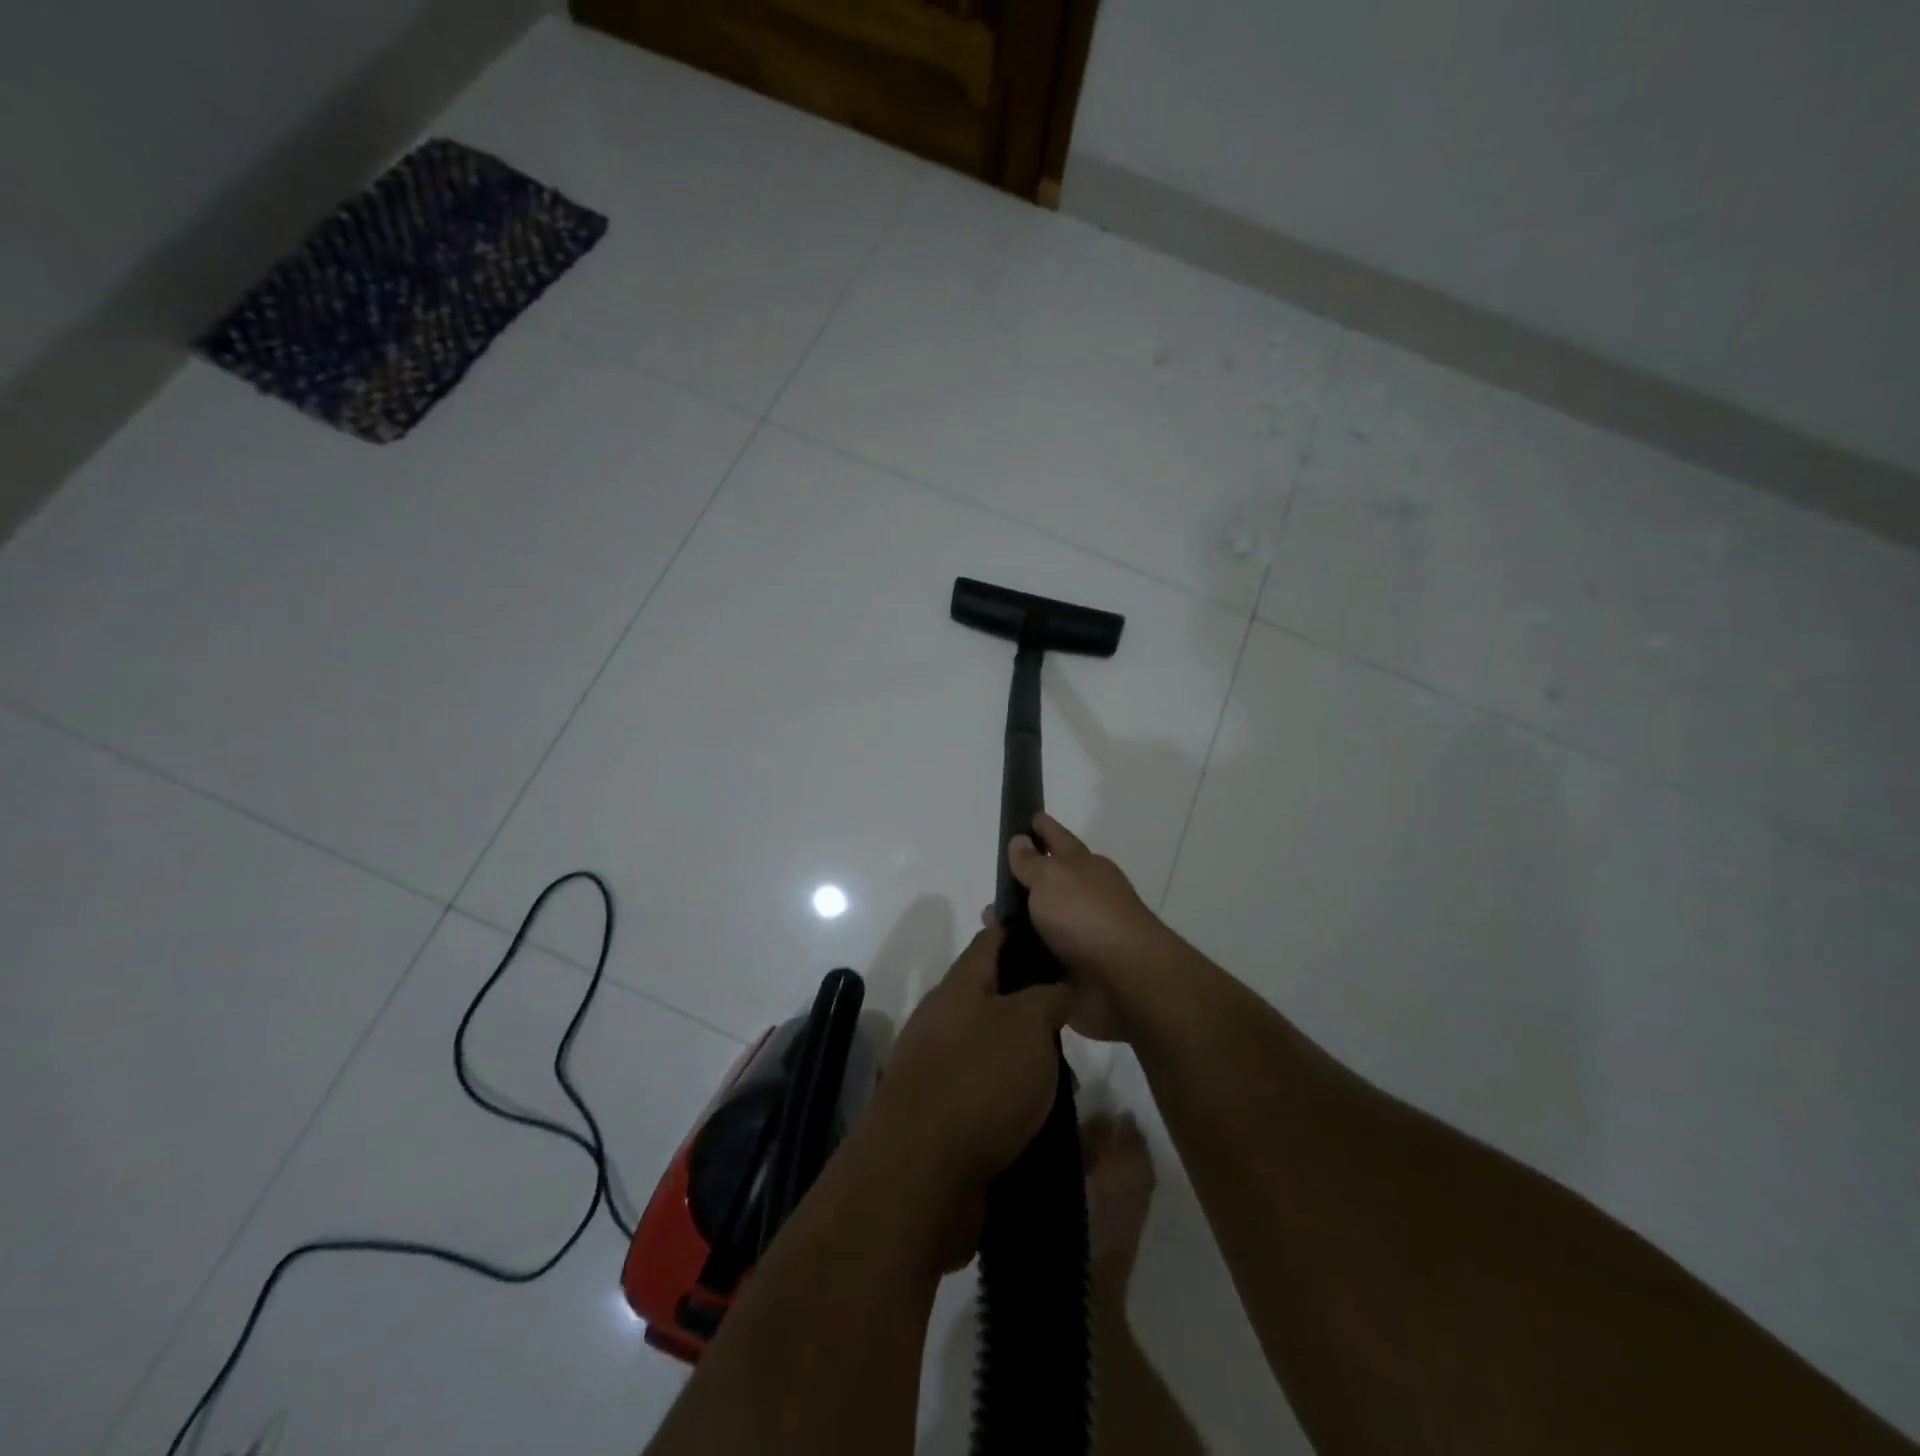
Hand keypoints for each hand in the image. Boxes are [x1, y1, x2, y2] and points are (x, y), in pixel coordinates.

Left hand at [872, 924, 1070, 1197]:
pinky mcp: (943, 1116)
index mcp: (958, 988)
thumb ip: (1048, 997)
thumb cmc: (980, 1079)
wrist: (921, 1173)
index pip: (989, 942)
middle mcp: (943, 1021)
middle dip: (1032, 1006)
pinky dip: (1016, 1100)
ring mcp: (938, 1070)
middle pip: (992, 998)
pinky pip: (989, 1094)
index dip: (1017, 930)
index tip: (1049, 930)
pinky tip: (1046, 1115)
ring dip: (1028, 1060)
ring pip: (994, 1050)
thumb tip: (1056, 989)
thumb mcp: (1028, 1023)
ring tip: (1070, 1077)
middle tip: (1074, 1017)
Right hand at [1006, 813, 1175, 1041]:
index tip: (1030, 817)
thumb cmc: (1086, 916)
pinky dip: (1022, 959)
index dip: (1043, 827)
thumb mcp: (1052, 878)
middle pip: (1049, 884)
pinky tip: (998, 961)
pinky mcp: (1074, 972)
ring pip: (1041, 924)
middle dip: (1022, 884)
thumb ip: (1032, 862)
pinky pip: (1040, 961)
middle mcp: (1085, 898)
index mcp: (1085, 867)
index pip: (1059, 839)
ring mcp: (1081, 936)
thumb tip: (1020, 841)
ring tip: (988, 929)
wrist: (1124, 980)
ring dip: (1017, 926)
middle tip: (992, 885)